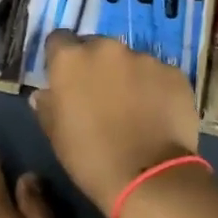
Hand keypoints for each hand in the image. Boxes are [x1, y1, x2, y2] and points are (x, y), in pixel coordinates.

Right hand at [33, 31, 201, 213]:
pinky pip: (158, 75)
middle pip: (97, 47)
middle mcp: (106, 48)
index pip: (59, 40)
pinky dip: (155, 88)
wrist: (149, 177)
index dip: (61, 58)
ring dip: (127, 76)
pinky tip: (157, 114)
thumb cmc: (91, 158)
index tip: (65, 78)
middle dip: (96, 66)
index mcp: (71, 59)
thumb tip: (44, 94)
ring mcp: (144, 58)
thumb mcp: (56, 135)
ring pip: (130, 60)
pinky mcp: (173, 72)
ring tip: (134, 108)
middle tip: (101, 96)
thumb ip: (48, 106)